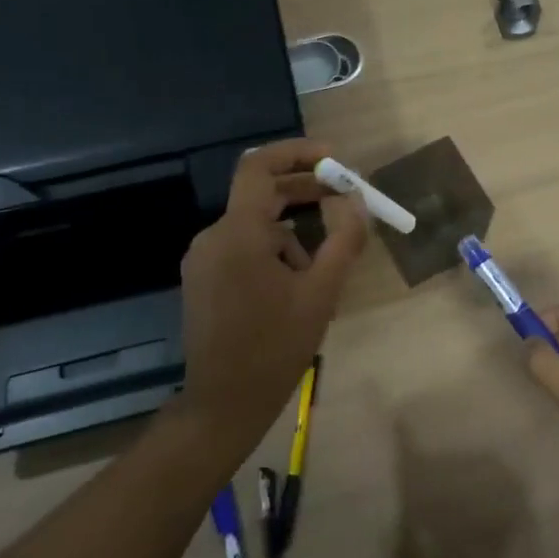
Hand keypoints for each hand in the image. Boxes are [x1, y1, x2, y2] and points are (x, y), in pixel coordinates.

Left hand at [173, 139, 368, 458]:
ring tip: (322, 271)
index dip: (296, 153)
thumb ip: (343, 240)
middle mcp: (213, 236)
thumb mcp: (321, 293)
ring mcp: (204, 259)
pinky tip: (296, 286)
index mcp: (239, 233)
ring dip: (293, 234)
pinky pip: (243, 247)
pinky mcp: (203, 278)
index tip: (333, 159)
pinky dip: (273, 252)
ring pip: (256, 226)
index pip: (260, 167)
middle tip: (344, 199)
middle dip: (305, 192)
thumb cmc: (275, 348)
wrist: (223, 404)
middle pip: (261, 194)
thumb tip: (356, 200)